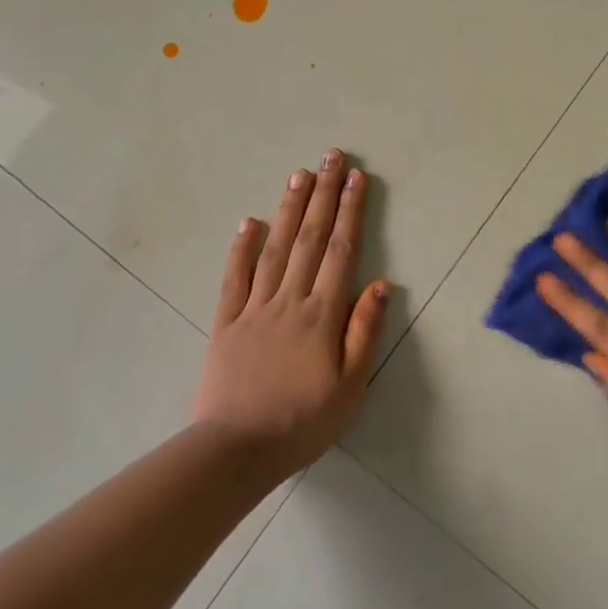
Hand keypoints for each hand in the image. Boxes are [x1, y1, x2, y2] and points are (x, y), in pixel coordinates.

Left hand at [192, 150, 389, 477]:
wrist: (234, 451)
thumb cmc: (302, 422)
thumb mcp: (350, 387)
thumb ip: (364, 331)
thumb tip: (381, 283)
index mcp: (321, 314)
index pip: (340, 250)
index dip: (351, 211)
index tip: (357, 178)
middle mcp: (289, 299)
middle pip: (310, 238)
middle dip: (323, 194)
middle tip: (331, 157)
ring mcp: (254, 308)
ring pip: (275, 248)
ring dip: (289, 209)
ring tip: (299, 174)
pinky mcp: (225, 322)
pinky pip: (234, 278)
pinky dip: (241, 247)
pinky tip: (250, 221)